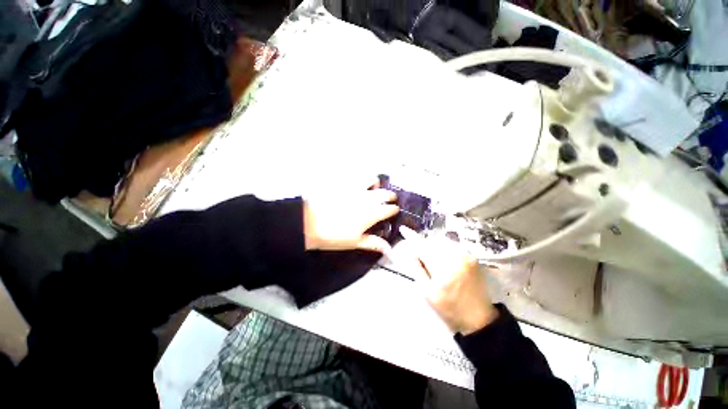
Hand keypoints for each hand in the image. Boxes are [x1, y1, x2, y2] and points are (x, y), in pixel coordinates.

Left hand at [303, 187, 398, 252]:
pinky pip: (356, 177)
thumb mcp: (355, 242)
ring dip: (377, 184)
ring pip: (372, 180)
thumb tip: (388, 248)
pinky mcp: (344, 184)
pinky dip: (361, 179)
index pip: (389, 209)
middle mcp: (367, 198)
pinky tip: (359, 185)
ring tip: (375, 187)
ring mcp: (355, 189)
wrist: (309, 223)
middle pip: (385, 193)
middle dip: (390, 196)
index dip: (394, 210)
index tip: (395, 211)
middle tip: (391, 199)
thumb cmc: (334, 236)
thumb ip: (373, 243)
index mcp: (372, 213)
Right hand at [400, 227, 498, 334]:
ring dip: (433, 245)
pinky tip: (443, 259)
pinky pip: (453, 246)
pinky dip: (444, 248)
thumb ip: (417, 270)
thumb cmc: (449, 309)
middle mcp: (455, 258)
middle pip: (432, 242)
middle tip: (419, 255)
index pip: (423, 247)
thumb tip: (410, 252)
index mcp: (442, 269)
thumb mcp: (427, 293)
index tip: (403, 229)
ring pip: (442, 242)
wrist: (479, 319)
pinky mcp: (472, 257)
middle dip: (423, 244)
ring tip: (431, 258)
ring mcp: (466, 256)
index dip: (412, 237)